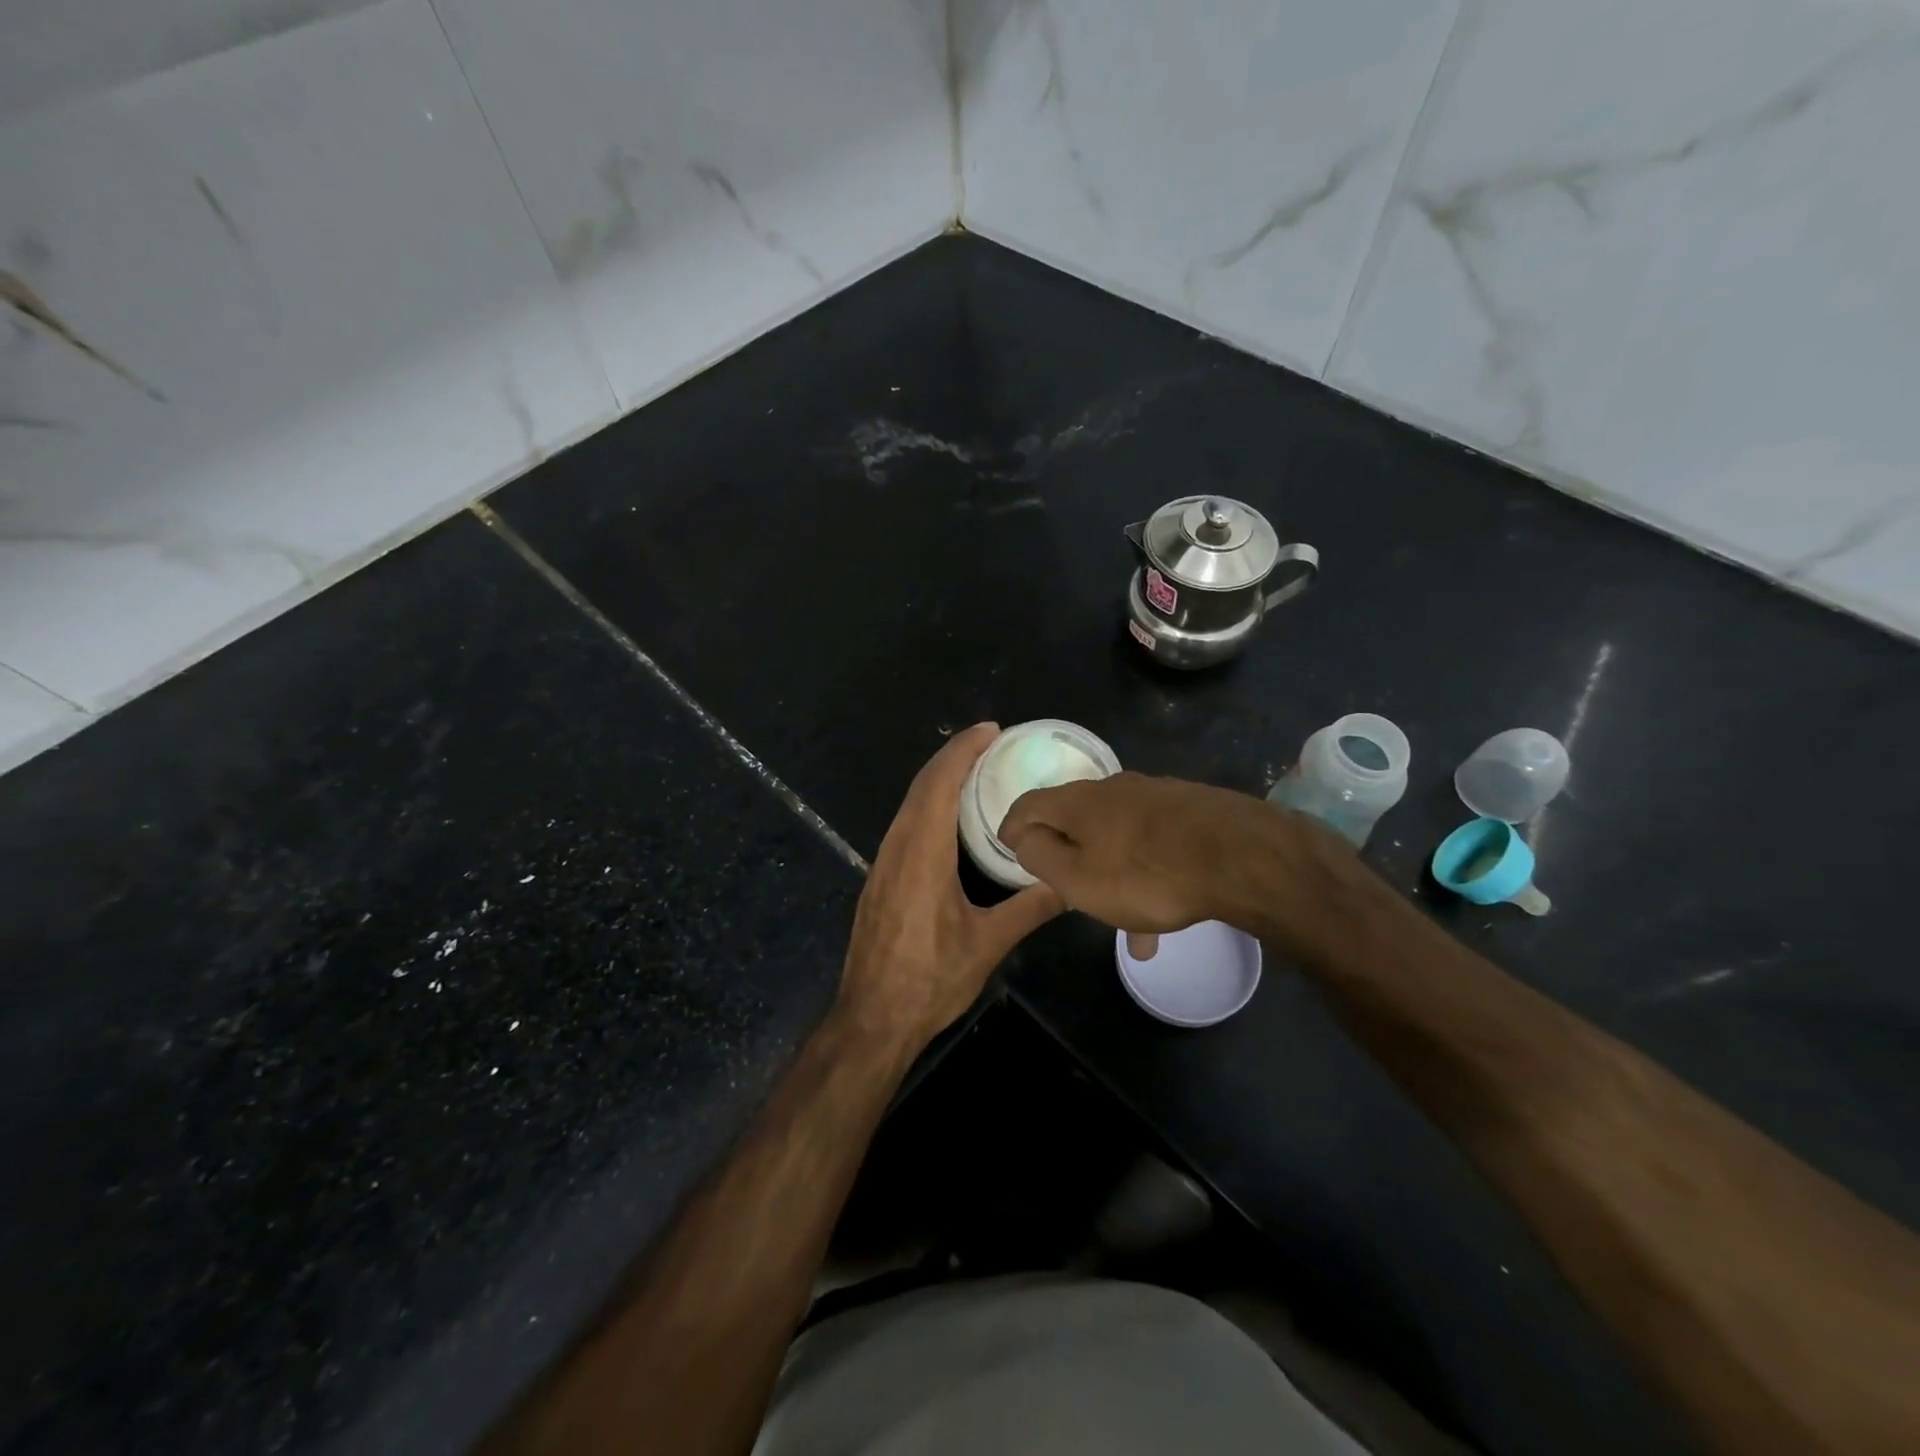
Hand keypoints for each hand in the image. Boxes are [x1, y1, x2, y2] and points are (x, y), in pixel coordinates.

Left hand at [836, 724, 1062, 1054]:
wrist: (872, 1019)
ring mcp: (883, 863)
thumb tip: (1072, 884)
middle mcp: (897, 848)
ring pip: (908, 804)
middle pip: (921, 786)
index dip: (963, 751)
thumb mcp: (987, 944)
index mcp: (922, 854)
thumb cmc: (929, 980)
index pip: (940, 785)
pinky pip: (903, 824)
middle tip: (989, 742)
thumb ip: (1030, 908)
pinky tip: (947, 817)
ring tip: (974, 770)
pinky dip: (927, 804)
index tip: (990, 730)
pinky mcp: (879, 879)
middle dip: (953, 756)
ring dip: (938, 779)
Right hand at [999, 772, 1371, 955]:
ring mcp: (1155, 795)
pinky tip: (1166, 910)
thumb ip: (1041, 857)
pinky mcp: (1189, 807)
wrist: (1242, 856)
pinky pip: (1153, 842)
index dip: (1012, 826)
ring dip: (1111, 871)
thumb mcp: (1079, 878)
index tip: (1008, 847)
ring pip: (1118, 835)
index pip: (1028, 803)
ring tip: (1127, 924)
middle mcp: (1113, 787)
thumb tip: (1024, 837)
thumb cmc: (1148, 874)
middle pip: (1075, 818)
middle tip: (1067, 888)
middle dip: (1067, 853)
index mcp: (1078, 802)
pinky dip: (1146, 871)